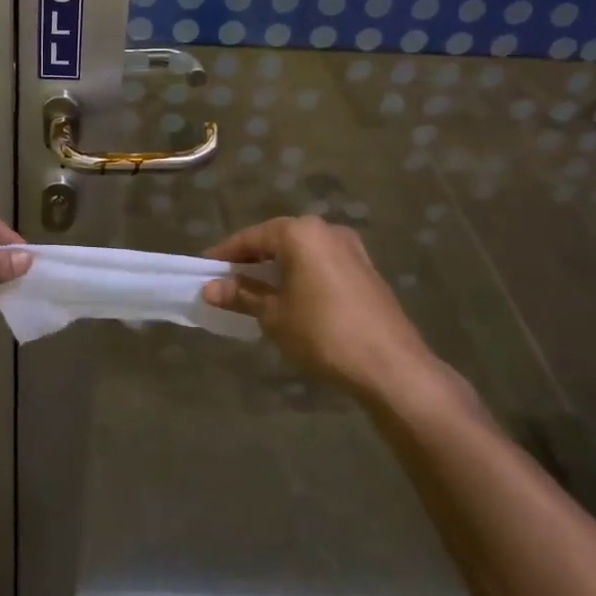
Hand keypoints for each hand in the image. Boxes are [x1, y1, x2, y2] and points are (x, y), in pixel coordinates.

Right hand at [202, 216, 452, 400]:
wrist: (391, 365)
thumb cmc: (322, 332)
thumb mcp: (274, 315)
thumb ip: (242, 295)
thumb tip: (210, 289)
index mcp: (300, 232)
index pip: (251, 237)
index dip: (225, 254)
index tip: (205, 268)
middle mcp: (326, 230)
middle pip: (278, 240)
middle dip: (252, 260)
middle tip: (228, 280)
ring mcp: (351, 249)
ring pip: (302, 252)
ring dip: (278, 268)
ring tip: (257, 291)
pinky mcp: (366, 270)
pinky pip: (322, 264)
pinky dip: (302, 275)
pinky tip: (293, 298)